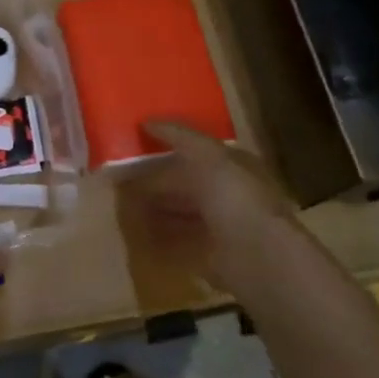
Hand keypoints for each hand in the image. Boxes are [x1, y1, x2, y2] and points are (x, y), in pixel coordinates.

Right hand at [132, 121, 329, 303]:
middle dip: (159, 179)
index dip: (173, 144)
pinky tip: (137, 231)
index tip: (141, 142)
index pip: (201, 151)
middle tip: (122, 175)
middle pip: (189, 183)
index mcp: (236, 167)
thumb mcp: (207, 155)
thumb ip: (179, 136)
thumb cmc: (235, 197)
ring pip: (182, 212)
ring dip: (156, 207)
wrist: (256, 257)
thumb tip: (147, 120)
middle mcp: (230, 195)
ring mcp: (221, 227)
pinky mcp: (210, 255)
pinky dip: (159, 236)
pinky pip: (178, 241)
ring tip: (124, 203)